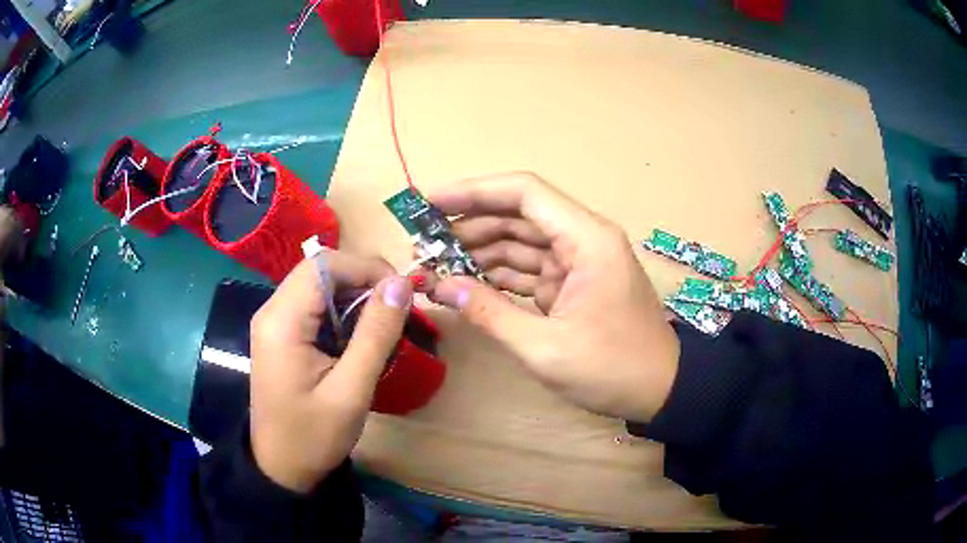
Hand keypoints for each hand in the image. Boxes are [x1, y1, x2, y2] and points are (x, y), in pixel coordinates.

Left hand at [249, 252, 412, 492]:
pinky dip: (343, 312)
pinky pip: (315, 306)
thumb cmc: (313, 436)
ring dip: (355, 296)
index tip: (401, 292)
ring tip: (383, 325)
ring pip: (320, 285)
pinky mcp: (282, 334)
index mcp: (282, 321)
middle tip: (397, 309)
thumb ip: (376, 334)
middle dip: (363, 280)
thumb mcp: (351, 390)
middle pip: (321, 270)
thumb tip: (401, 284)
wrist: (282, 467)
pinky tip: (360, 338)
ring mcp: (275, 322)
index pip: (324, 265)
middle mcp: (272, 311)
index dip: (366, 267)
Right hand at [426, 172, 679, 422]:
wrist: (661, 390)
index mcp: (585, 239)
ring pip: (519, 243)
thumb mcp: (545, 348)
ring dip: (477, 253)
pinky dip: (496, 276)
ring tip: (434, 267)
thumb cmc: (613, 369)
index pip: (523, 193)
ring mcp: (577, 263)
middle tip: (422, 245)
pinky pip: (527, 270)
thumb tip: (441, 286)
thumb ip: (490, 313)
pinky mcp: (571, 285)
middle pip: (517, 216)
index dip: (474, 191)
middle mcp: (582, 239)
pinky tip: (464, 285)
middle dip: (467, 227)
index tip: (429, 202)